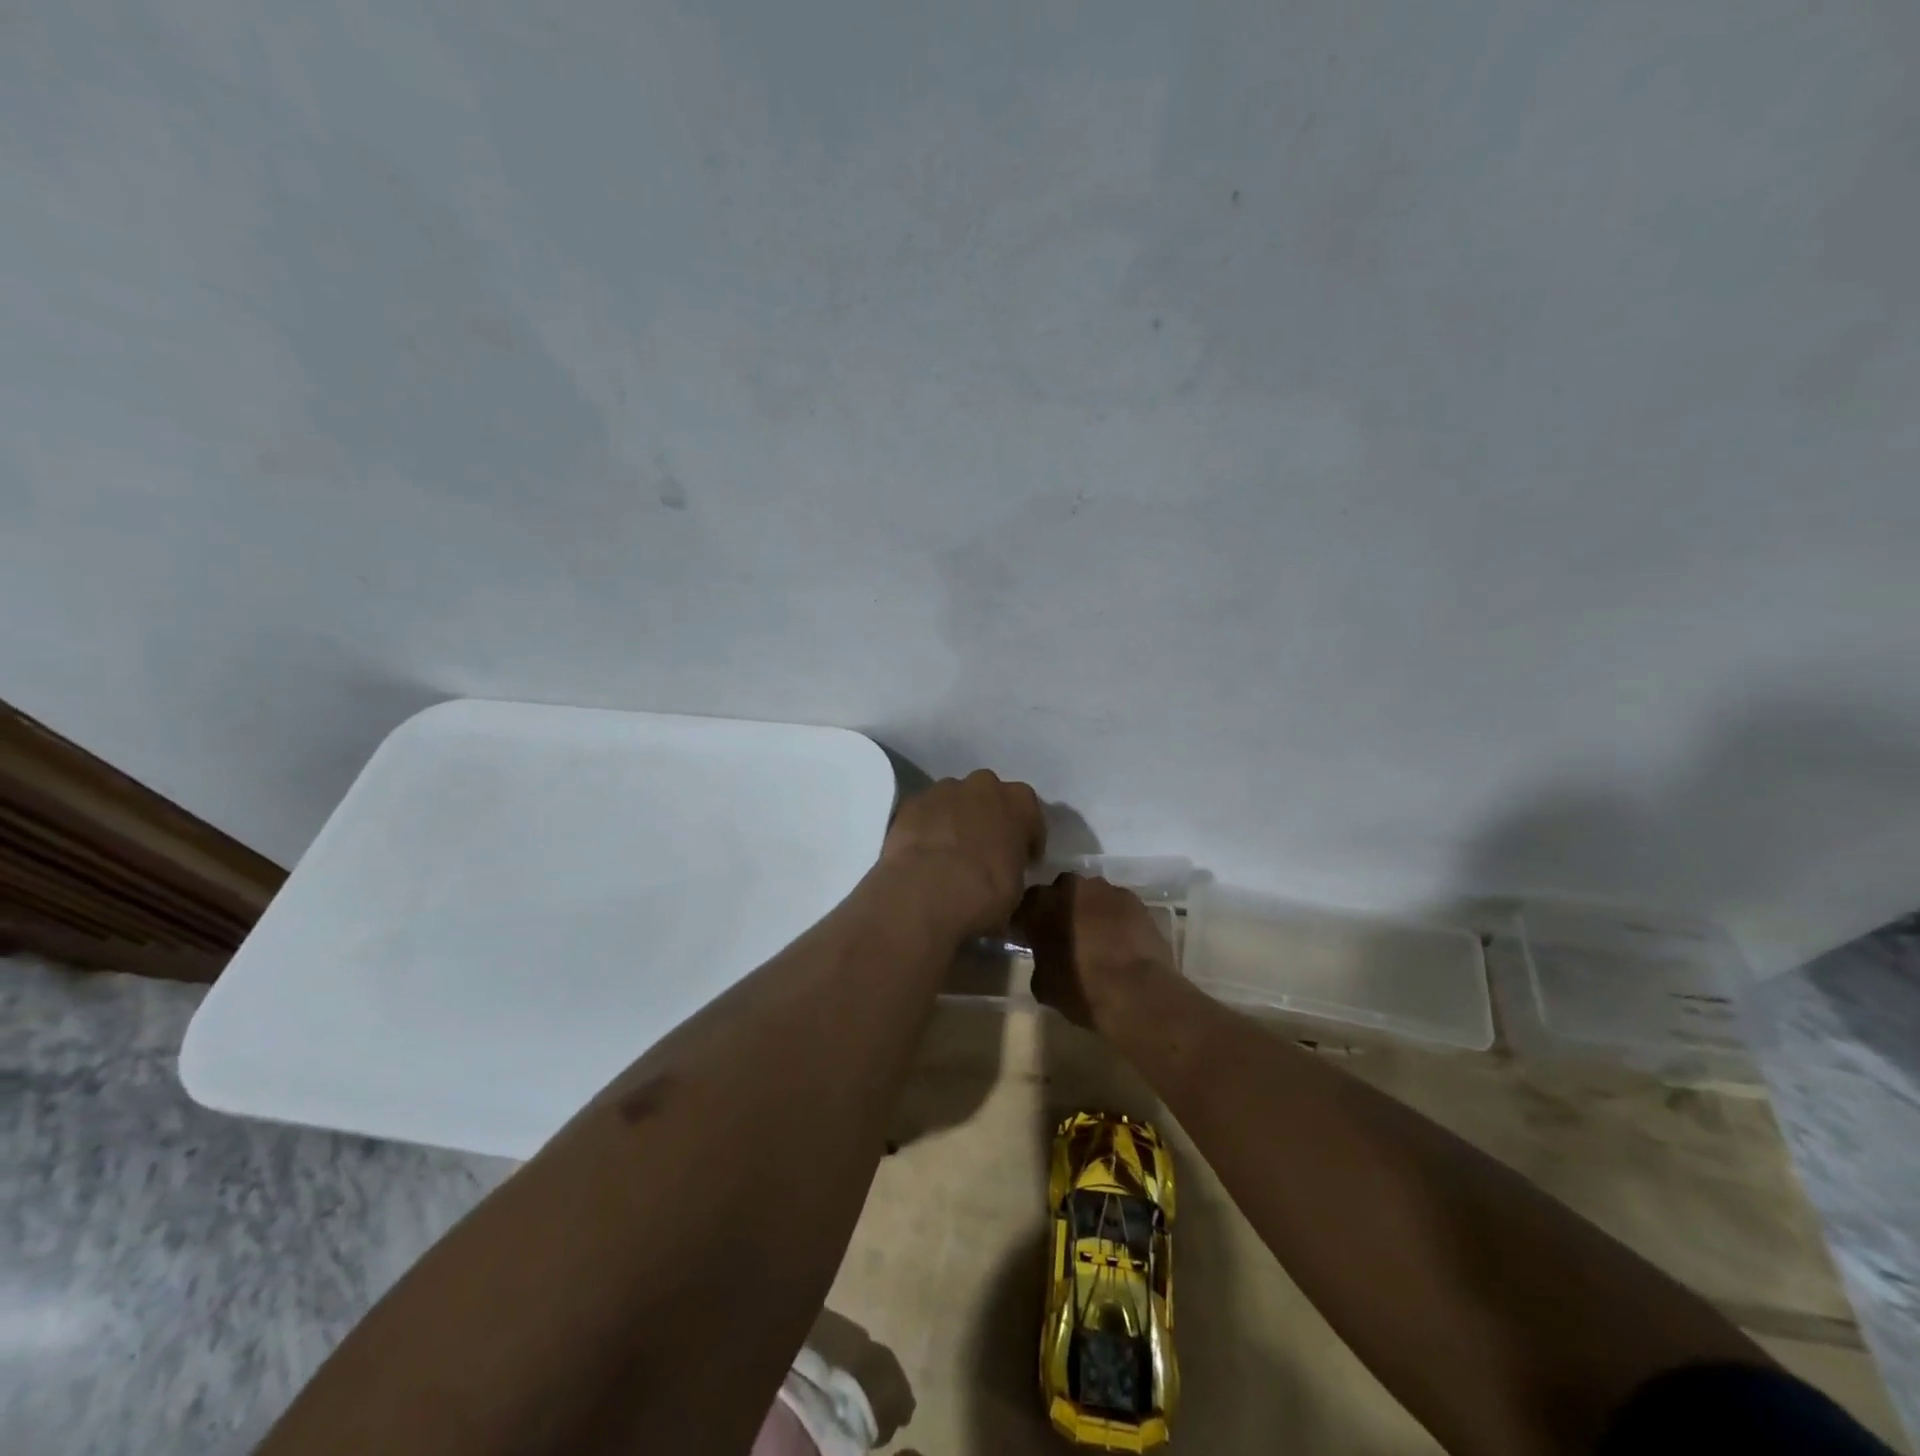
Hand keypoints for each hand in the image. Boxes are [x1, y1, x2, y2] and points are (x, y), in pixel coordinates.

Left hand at [879, 770, 1045, 939]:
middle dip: (988, 818)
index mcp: (1020, 801)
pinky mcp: (911, 802)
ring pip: (954, 800)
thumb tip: (1004, 874)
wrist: (928, 892)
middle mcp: (983, 785)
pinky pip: (925, 812)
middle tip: (983, 852)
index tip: (1021, 860)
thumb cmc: (986, 893)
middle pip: (989, 797)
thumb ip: (1013, 868)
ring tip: (948, 855)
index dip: (1025, 838)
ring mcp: (943, 789)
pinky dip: (926, 827)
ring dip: (955, 820)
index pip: (1029, 813)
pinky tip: (923, 853)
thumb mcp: (1017, 889)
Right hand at [1014, 874, 1180, 1028]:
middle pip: (1060, 892)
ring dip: (1090, 911)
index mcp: (1040, 905)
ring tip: (1097, 938)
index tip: (1032, 939)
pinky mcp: (1133, 899)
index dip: (1029, 923)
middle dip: (1062, 908)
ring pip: (1091, 895)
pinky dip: (1116, 918)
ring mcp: (1104, 889)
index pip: (1026, 906)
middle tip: (1067, 934)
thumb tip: (1046, 959)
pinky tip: (1121, 940)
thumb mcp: (1043, 985)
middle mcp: (1069, 887)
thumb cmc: (1081, 990)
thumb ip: (1040, 961)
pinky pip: (1117, 905)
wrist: (1136, 993)